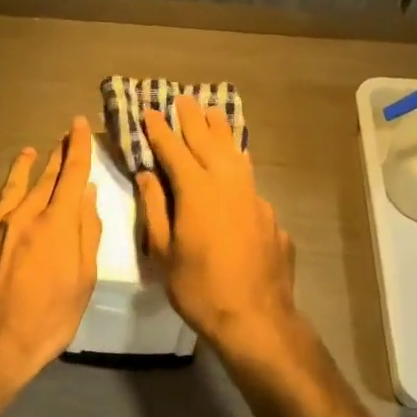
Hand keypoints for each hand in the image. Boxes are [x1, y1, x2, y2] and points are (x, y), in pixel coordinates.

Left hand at [0, 116, 101, 388]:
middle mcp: (23, 215)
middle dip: (56, 156)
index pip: (71, 175)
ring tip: (28, 152)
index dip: (78, 148)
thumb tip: (87, 194)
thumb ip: (87, 233)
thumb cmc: (49, 318)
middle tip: (63, 137)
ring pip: (9, 188)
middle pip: (43, 179)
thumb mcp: (84, 280)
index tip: (79, 125)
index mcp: (56, 223)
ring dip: (21, 168)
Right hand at [137, 95, 298, 357]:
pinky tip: (237, 164)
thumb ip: (155, 207)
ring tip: (213, 114)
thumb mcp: (163, 251)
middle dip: (192, 119)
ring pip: (235, 154)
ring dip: (221, 132)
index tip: (150, 111)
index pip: (173, 149)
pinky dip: (238, 164)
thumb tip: (147, 174)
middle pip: (207, 141)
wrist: (255, 316)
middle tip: (182, 99)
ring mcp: (253, 197)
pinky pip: (249, 179)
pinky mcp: (269, 214)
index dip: (159, 130)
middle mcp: (227, 183)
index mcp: (196, 190)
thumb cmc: (198, 287)